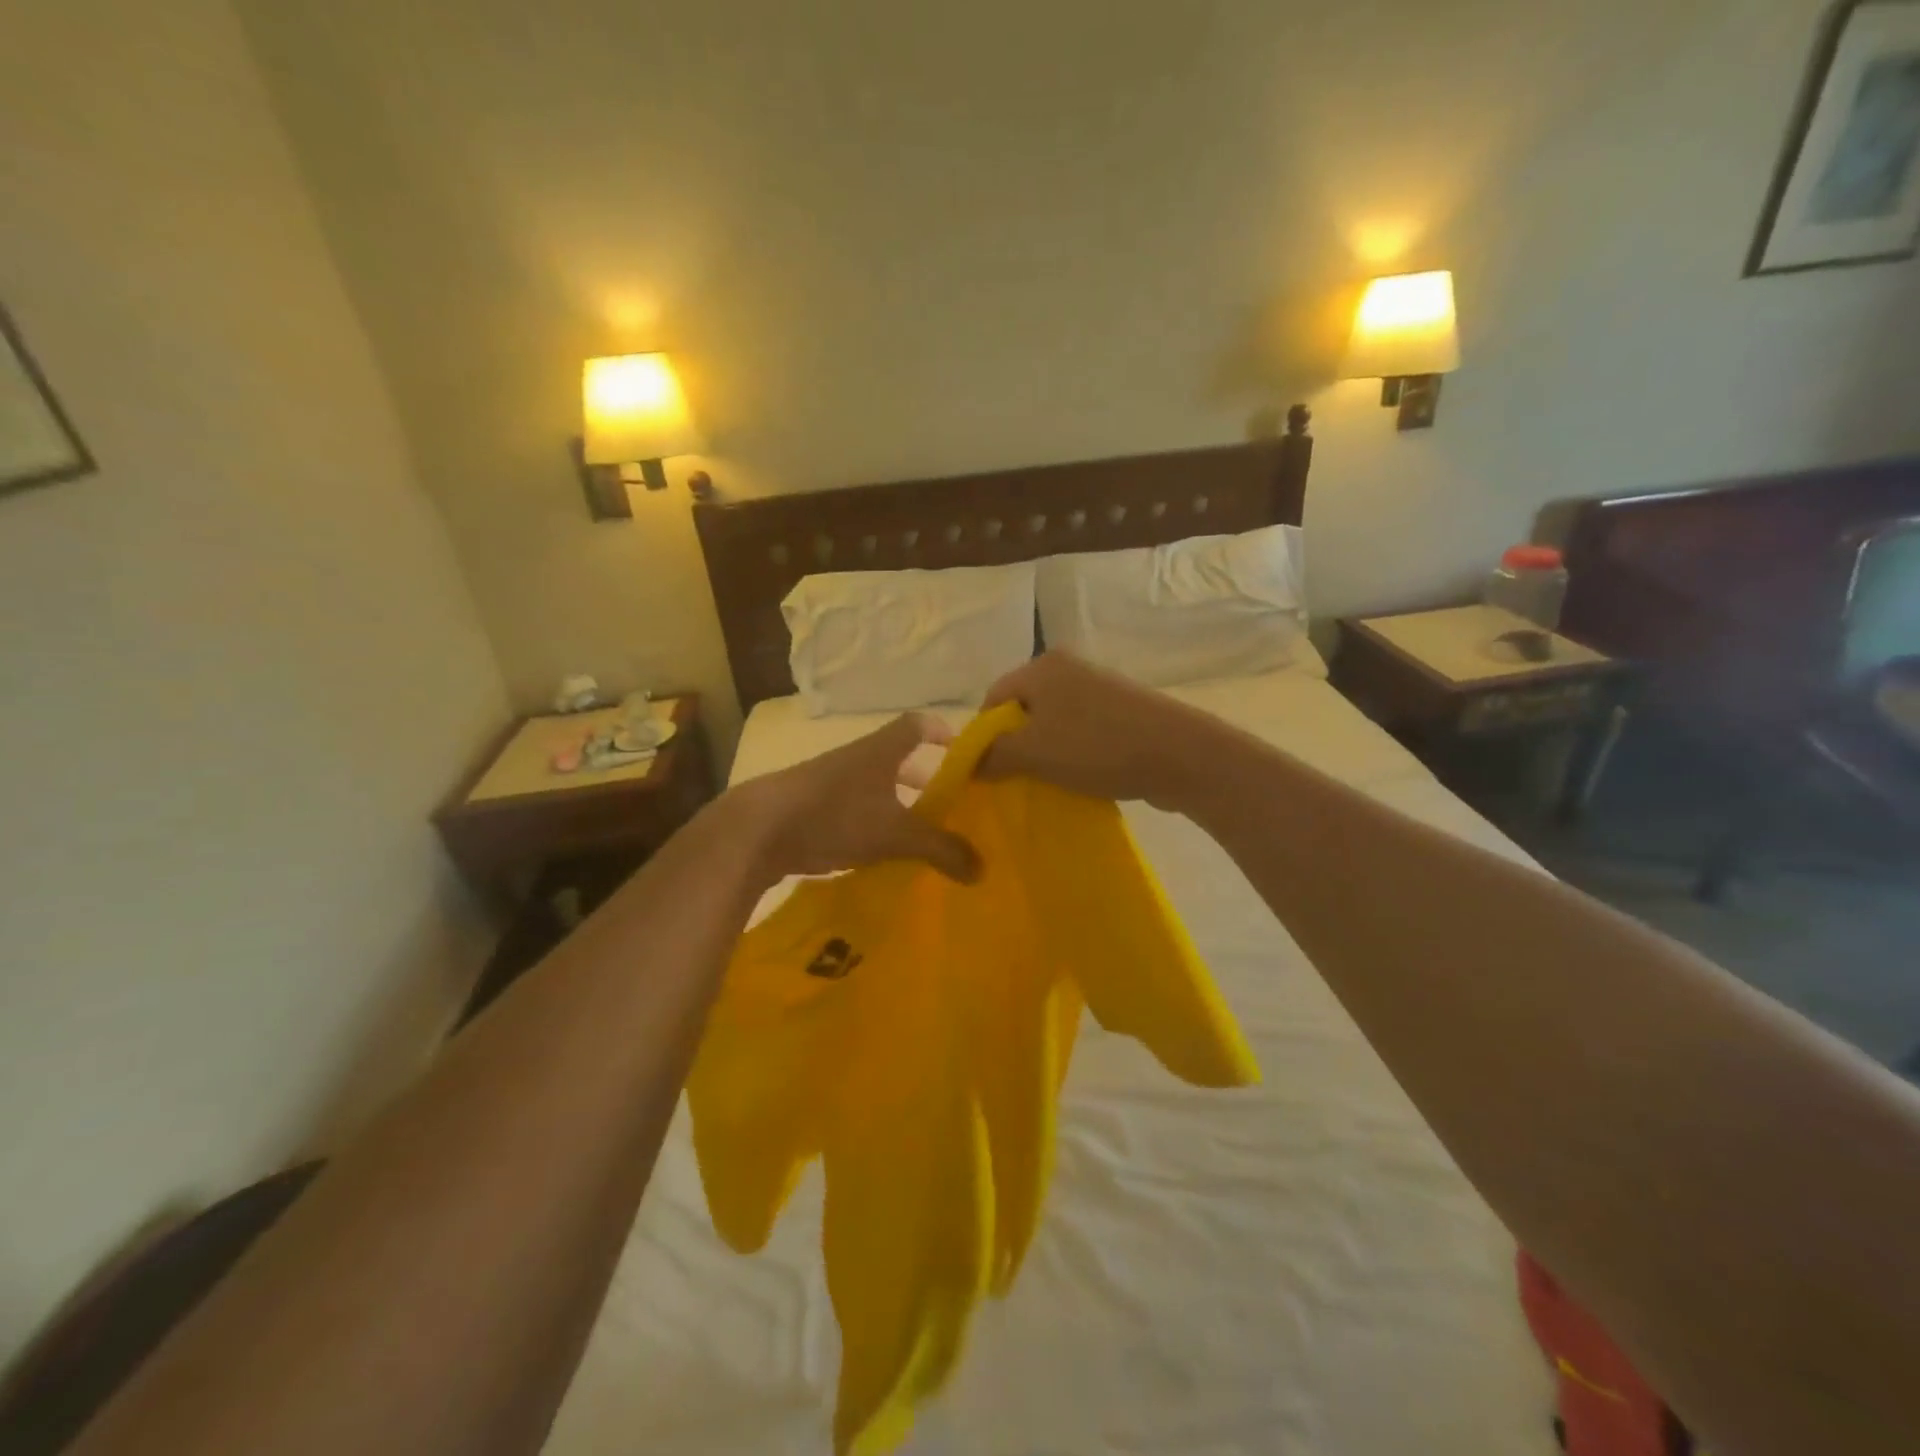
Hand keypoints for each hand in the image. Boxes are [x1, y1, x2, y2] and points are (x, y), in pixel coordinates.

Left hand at [731, 712, 980, 884]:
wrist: (758, 830)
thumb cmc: (835, 815)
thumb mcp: (896, 834)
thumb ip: (941, 849)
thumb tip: (981, 869)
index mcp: (880, 751)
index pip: (917, 725)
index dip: (941, 732)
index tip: (962, 752)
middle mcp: (856, 759)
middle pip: (897, 759)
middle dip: (923, 778)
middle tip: (948, 803)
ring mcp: (829, 782)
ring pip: (873, 787)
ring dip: (896, 804)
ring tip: (918, 833)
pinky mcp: (809, 807)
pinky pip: (851, 809)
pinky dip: (870, 824)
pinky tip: (878, 853)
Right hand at [978, 652, 1212, 809]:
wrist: (1180, 755)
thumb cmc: (1097, 747)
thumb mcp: (1033, 753)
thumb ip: (992, 756)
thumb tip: (967, 764)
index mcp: (1042, 667)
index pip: (992, 698)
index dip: (983, 736)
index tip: (988, 772)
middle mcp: (1068, 668)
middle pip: (1022, 710)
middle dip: (1014, 746)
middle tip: (1016, 780)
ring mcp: (1098, 688)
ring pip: (1052, 723)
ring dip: (1044, 753)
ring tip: (1048, 782)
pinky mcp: (1121, 710)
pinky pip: (1080, 731)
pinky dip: (1073, 754)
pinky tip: (1079, 777)